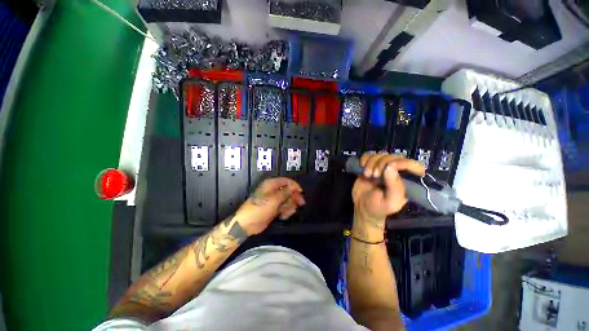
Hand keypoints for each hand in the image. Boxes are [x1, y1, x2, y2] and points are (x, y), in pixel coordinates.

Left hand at [235, 177, 304, 235]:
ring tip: (285, 213)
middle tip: (300, 203)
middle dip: (294, 197)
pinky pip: (284, 208)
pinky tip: (282, 216)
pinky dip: (286, 212)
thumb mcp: (274, 199)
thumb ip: (285, 192)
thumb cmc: (260, 208)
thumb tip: (293, 187)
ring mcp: (274, 200)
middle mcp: (274, 191)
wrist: (248, 223)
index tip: (301, 192)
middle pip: (289, 191)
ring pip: (288, 200)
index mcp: (271, 185)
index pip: (286, 181)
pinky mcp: (275, 209)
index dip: (294, 186)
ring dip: (289, 206)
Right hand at [352, 153, 425, 227]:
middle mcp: (396, 171)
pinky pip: (368, 155)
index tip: (389, 167)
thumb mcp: (390, 202)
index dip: (402, 163)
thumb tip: (390, 166)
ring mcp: (382, 167)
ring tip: (367, 175)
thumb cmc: (378, 207)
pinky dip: (364, 159)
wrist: (362, 207)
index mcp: (407, 180)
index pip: (412, 164)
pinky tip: (362, 167)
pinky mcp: (370, 165)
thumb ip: (394, 186)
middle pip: (393, 157)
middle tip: (374, 175)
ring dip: (371, 163)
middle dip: (381, 164)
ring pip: (380, 154)